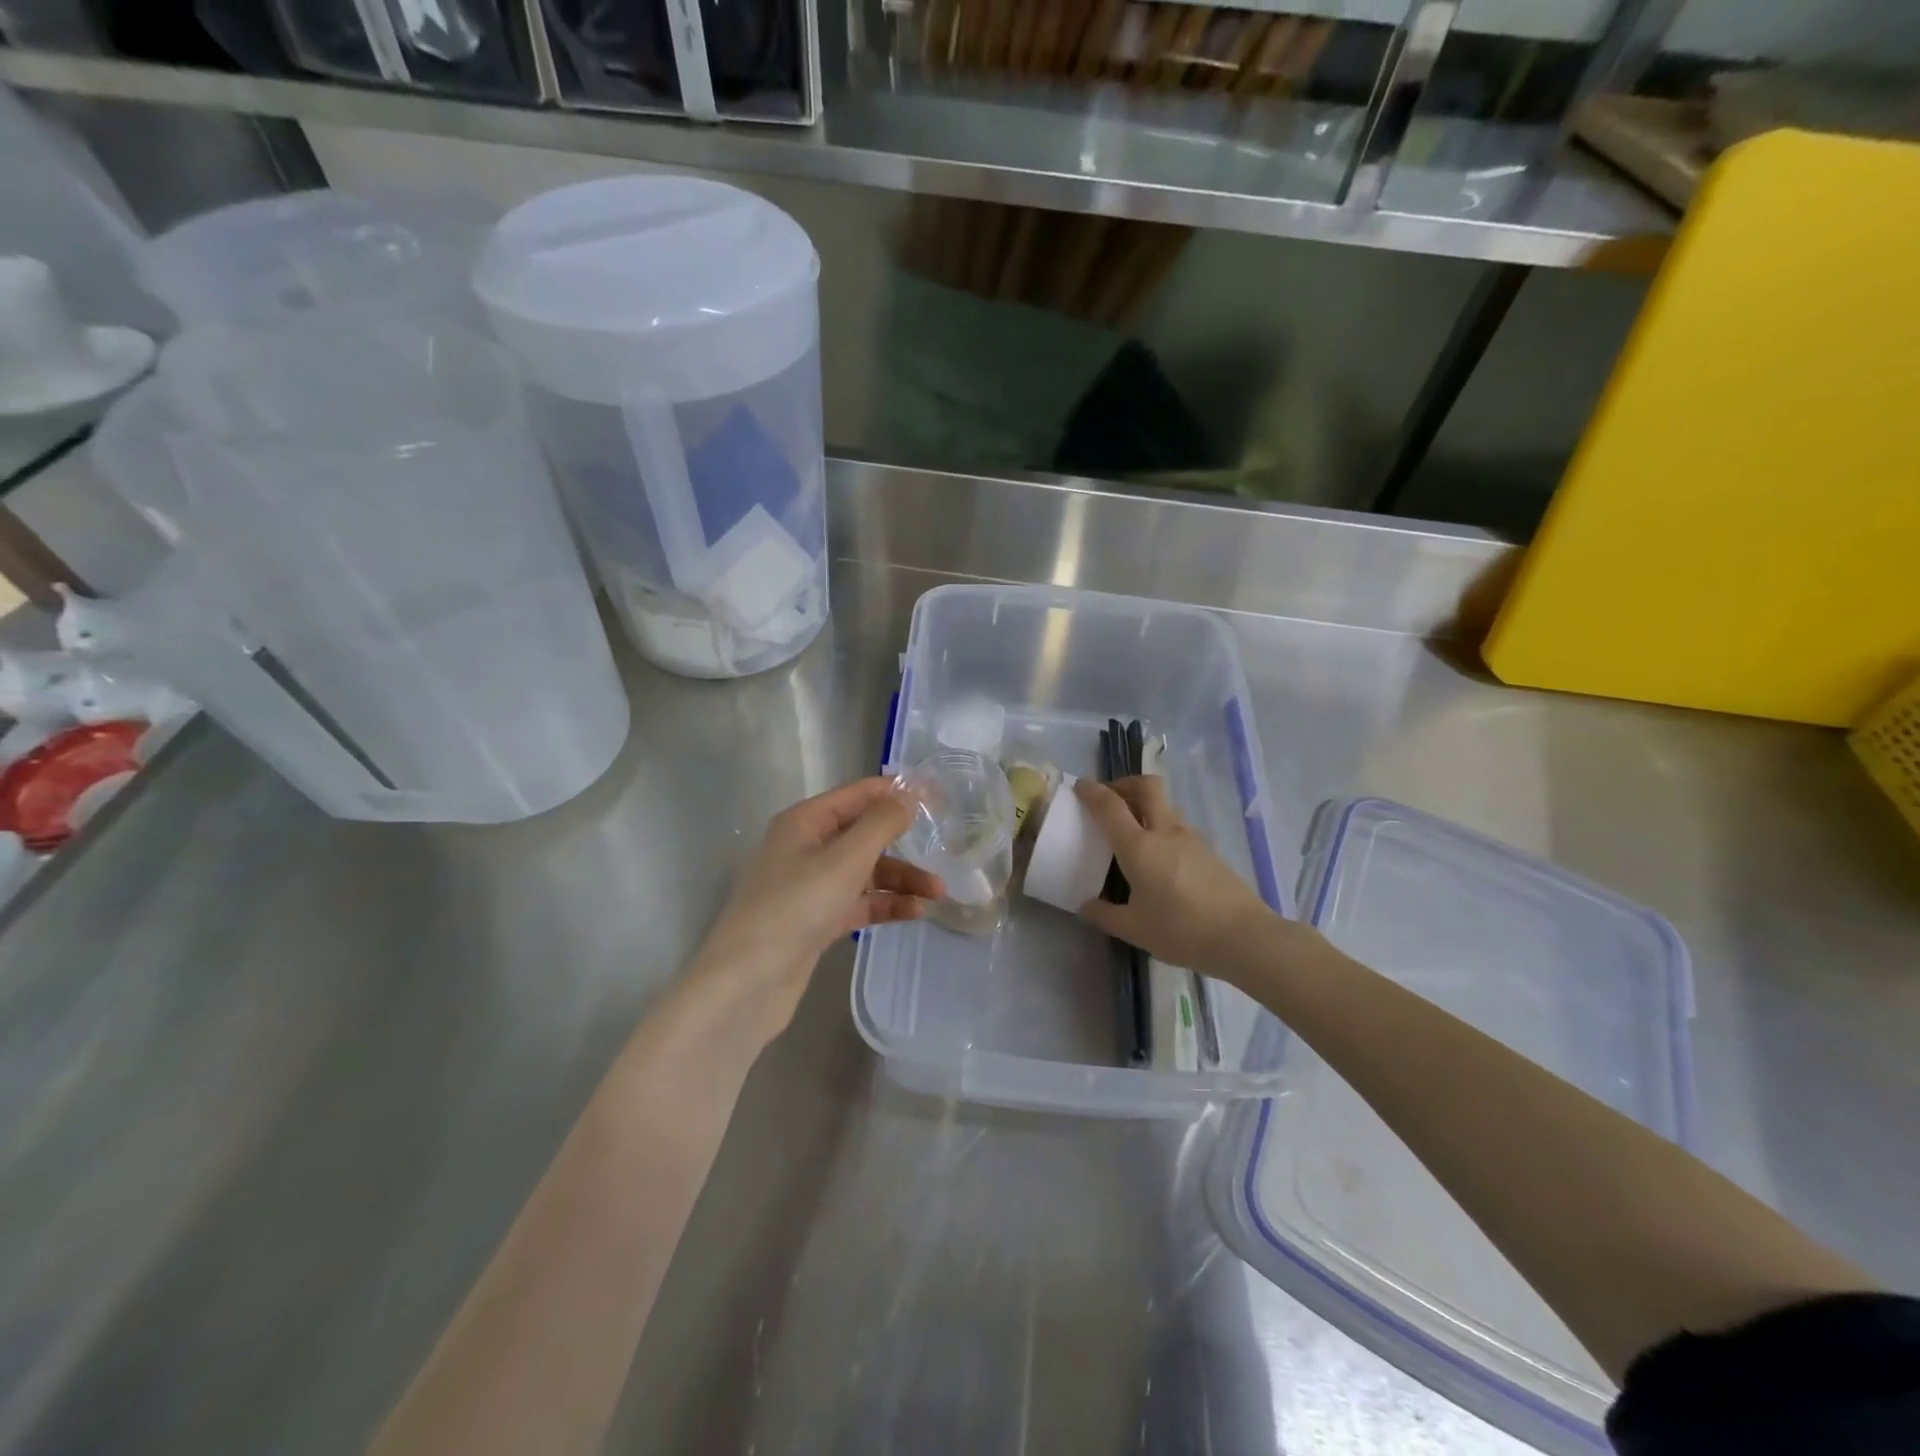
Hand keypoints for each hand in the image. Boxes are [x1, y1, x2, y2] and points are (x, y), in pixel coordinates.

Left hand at [690, 778, 942, 1043]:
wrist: (748, 981)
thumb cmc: (796, 906)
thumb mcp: (845, 859)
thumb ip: (881, 824)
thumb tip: (910, 793)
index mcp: (805, 822)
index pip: (858, 795)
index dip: (896, 792)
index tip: (938, 796)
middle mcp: (806, 848)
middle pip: (864, 835)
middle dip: (904, 843)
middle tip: (946, 848)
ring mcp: (810, 887)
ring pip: (865, 873)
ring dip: (900, 880)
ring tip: (938, 892)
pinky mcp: (817, 921)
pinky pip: (859, 903)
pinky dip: (885, 905)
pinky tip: (915, 912)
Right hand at [1073, 776, 1284, 978]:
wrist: (1244, 936)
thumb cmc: (1182, 930)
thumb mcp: (1134, 929)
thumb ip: (1105, 915)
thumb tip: (1085, 906)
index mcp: (1139, 846)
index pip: (1110, 806)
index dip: (1092, 791)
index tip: (1080, 786)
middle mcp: (1165, 832)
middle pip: (1146, 786)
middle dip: (1124, 784)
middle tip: (1109, 799)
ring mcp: (1191, 838)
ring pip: (1165, 805)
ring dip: (1145, 805)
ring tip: (1132, 828)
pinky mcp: (1209, 851)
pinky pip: (1178, 826)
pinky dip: (1161, 826)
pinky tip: (1158, 856)